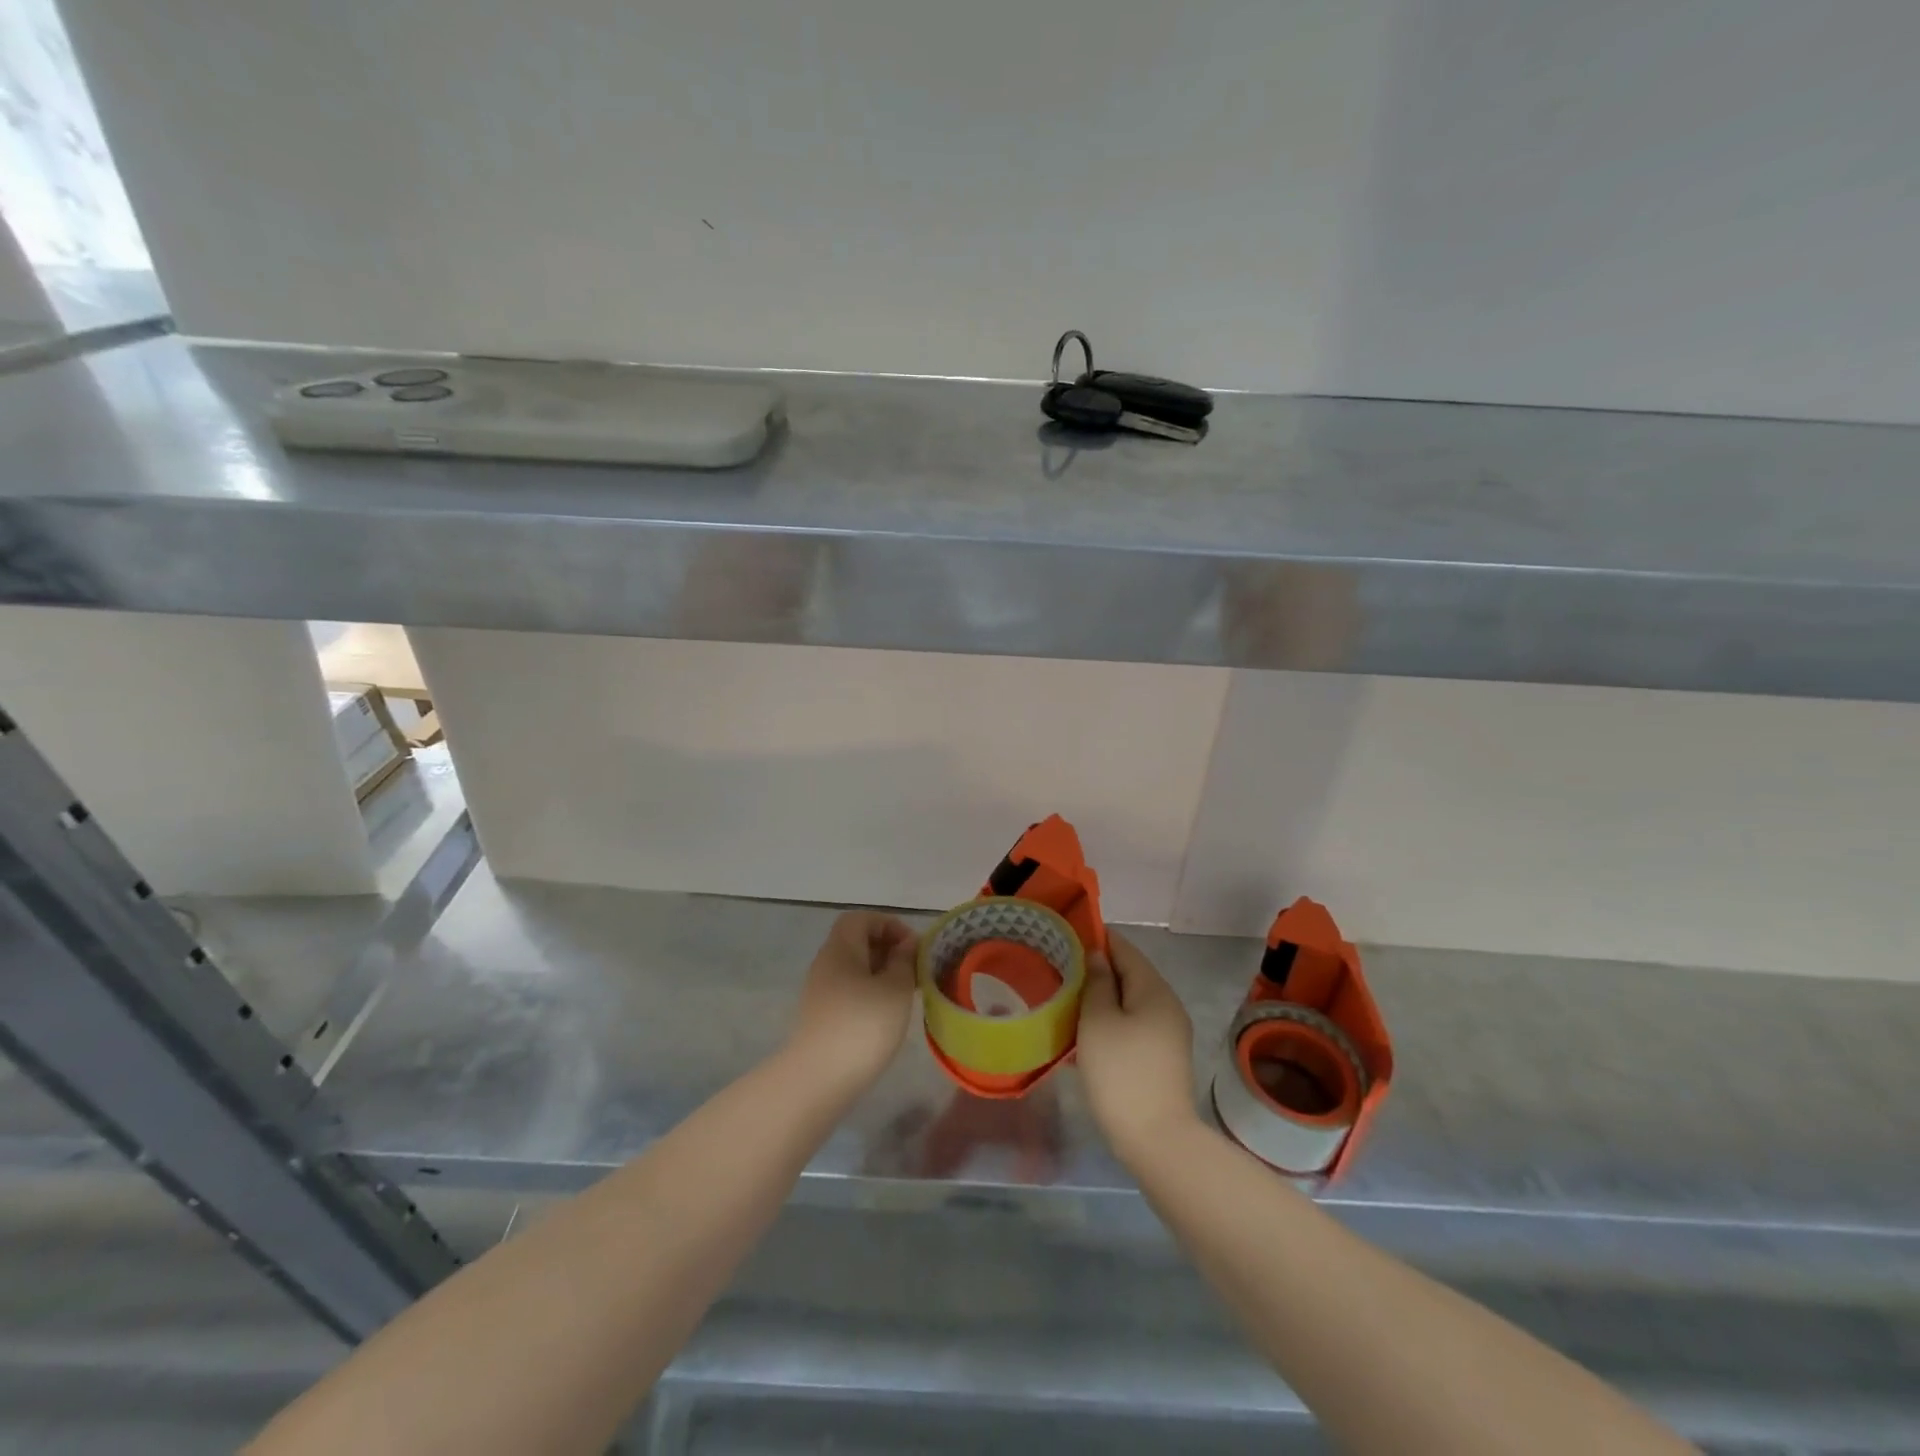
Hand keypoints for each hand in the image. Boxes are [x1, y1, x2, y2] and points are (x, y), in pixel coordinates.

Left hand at [783, 911, 919, 1094]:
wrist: (818, 1080)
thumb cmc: (863, 1026)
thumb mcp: (896, 989)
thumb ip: (904, 961)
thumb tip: (905, 945)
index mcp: (841, 948)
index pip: (861, 919)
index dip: (889, 925)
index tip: (913, 947)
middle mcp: (826, 963)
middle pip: (856, 942)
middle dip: (888, 950)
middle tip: (914, 971)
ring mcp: (820, 991)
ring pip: (854, 968)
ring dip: (881, 974)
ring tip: (905, 995)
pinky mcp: (820, 1016)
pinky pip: (848, 990)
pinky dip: (869, 993)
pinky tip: (885, 1016)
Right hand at [1076, 931, 1199, 1166]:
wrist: (1157, 1140)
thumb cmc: (1121, 1072)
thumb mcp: (1098, 1021)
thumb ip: (1096, 982)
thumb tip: (1096, 956)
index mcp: (1154, 989)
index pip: (1124, 949)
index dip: (1097, 939)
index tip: (1066, 938)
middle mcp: (1167, 1005)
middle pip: (1130, 974)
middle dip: (1097, 970)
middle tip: (1061, 971)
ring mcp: (1169, 1033)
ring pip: (1131, 1002)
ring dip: (1102, 998)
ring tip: (1069, 1000)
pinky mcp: (1163, 1058)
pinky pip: (1134, 1025)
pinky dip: (1111, 1021)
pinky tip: (1087, 1033)